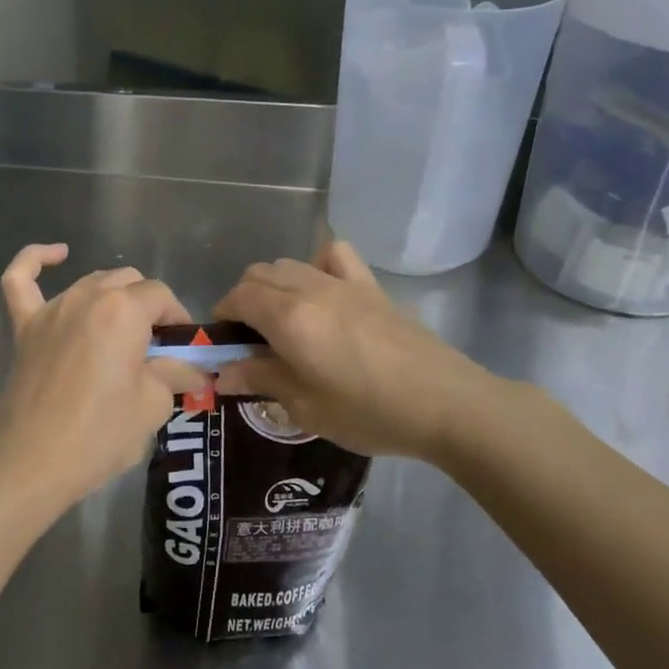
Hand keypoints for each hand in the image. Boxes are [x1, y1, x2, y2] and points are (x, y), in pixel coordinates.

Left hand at [0, 245, 203, 523]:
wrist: (33, 462)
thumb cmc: (100, 435)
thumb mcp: (151, 406)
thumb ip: (174, 375)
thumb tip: (195, 370)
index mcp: (123, 311)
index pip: (160, 295)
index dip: (177, 317)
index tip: (182, 348)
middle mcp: (87, 297)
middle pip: (128, 282)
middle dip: (148, 307)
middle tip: (154, 348)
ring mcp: (51, 309)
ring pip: (91, 282)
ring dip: (113, 297)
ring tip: (122, 331)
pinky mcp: (25, 327)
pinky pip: (20, 280)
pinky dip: (35, 261)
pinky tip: (56, 255)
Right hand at [213, 240, 511, 461]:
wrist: (446, 404)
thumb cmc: (369, 412)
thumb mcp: (305, 406)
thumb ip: (260, 380)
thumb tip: (222, 374)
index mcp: (288, 318)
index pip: (238, 297)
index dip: (223, 316)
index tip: (225, 344)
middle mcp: (309, 289)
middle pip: (259, 274)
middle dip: (244, 299)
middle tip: (251, 339)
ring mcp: (343, 283)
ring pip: (290, 263)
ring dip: (274, 284)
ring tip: (283, 320)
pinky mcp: (371, 287)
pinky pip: (335, 255)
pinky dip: (318, 264)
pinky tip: (323, 292)